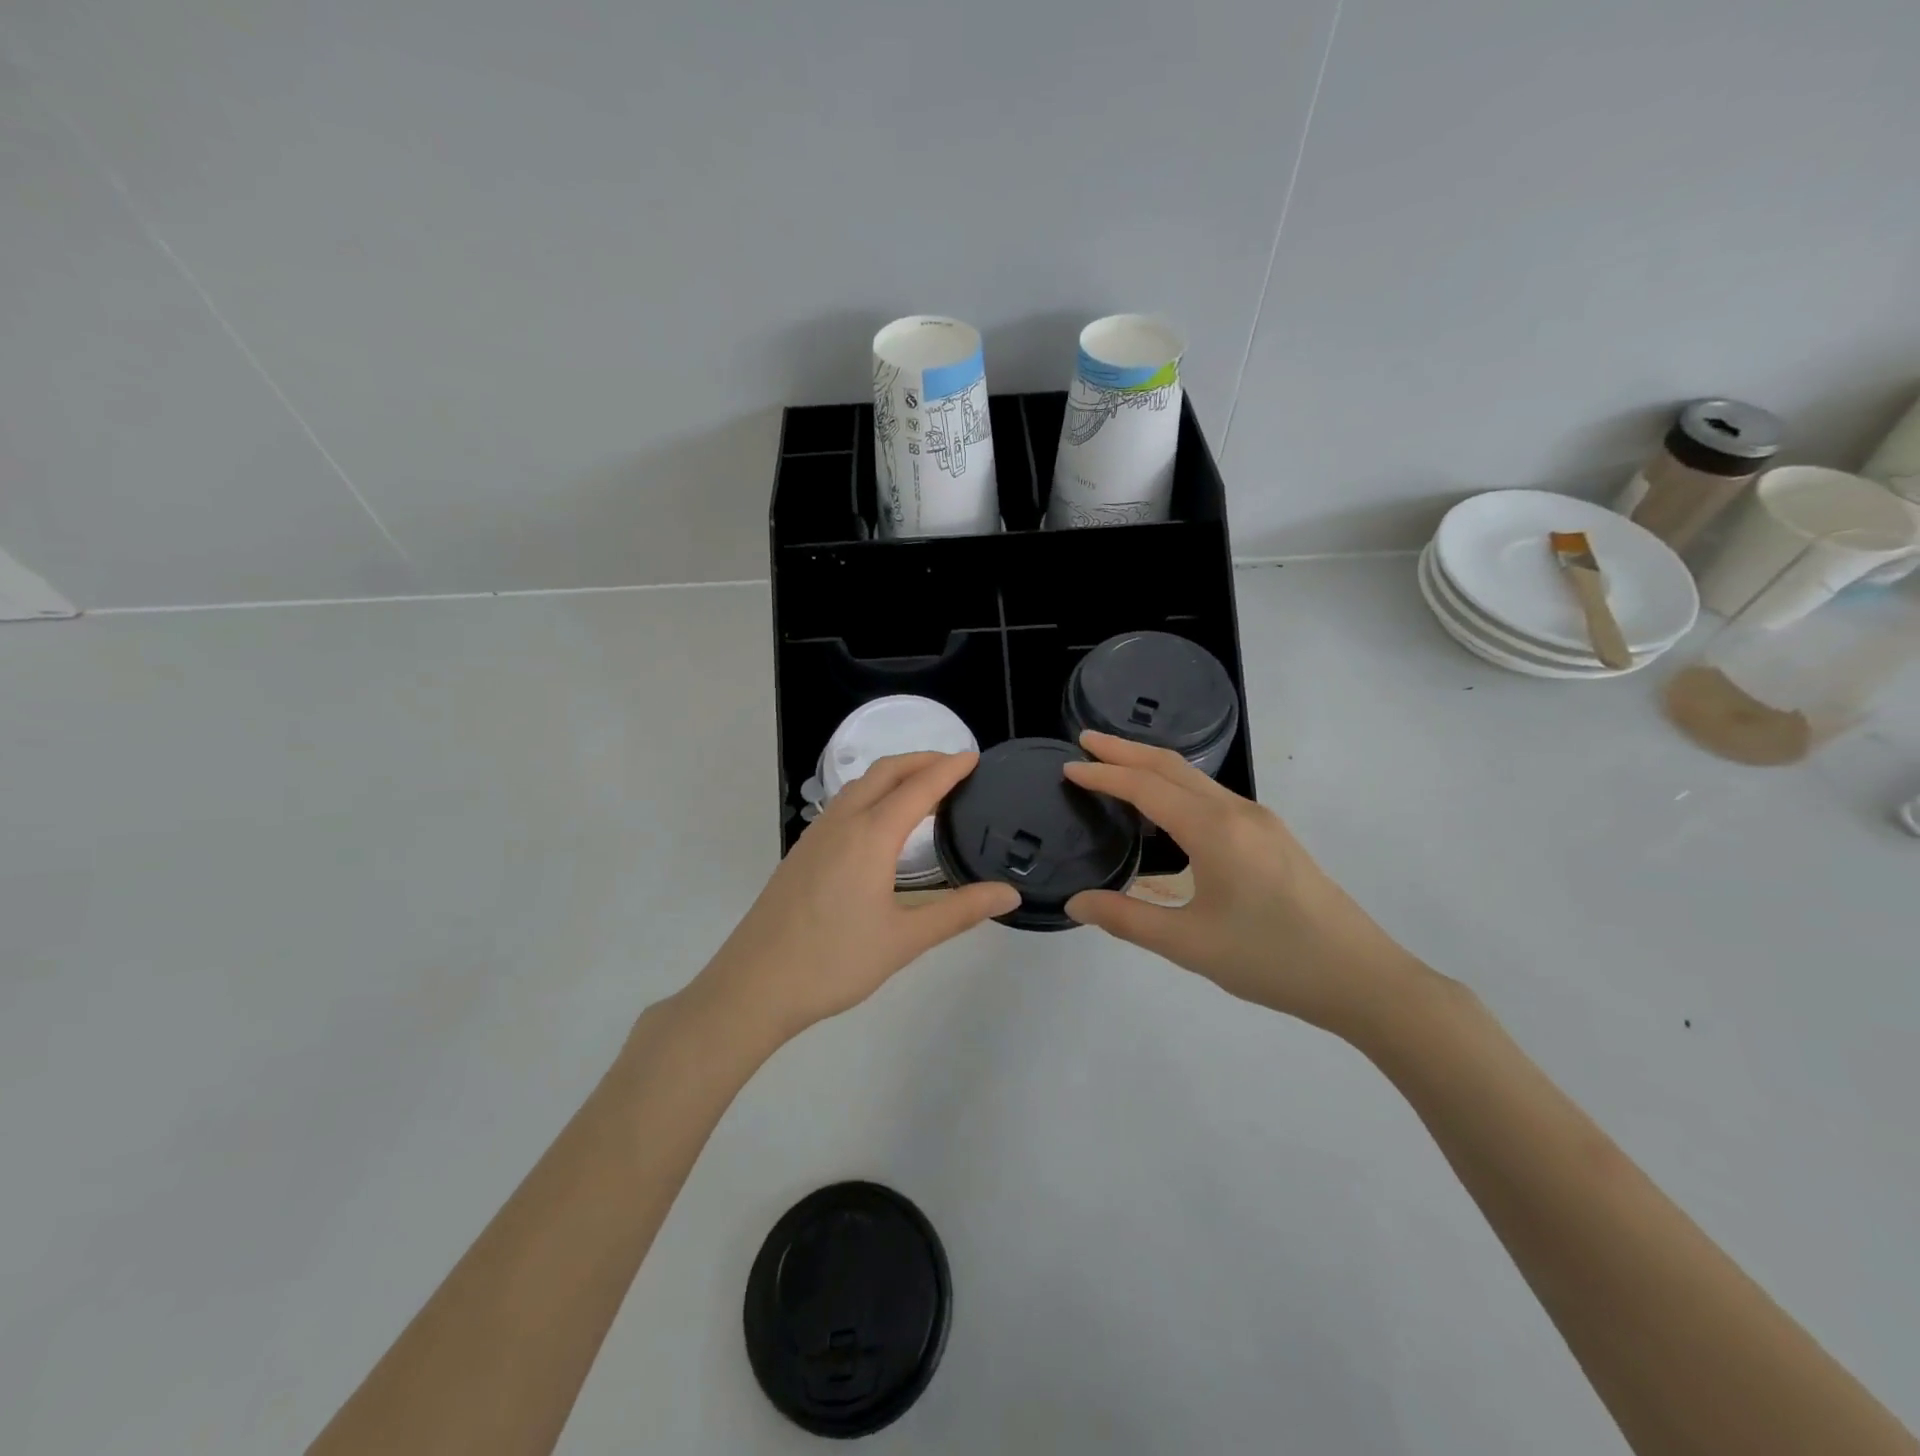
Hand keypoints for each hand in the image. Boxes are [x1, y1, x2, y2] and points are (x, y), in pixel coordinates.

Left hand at [691, 752, 1018, 1042]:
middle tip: (954, 767)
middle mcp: (842, 823)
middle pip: (885, 772)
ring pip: (860, 786)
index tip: (974, 758)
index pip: (919, 787)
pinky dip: (872, 794)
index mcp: (870, 836)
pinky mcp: (802, 852)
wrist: (755, 985)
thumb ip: (959, 912)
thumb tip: (1009, 894)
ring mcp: (816, 835)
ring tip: (923, 790)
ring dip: (894, 776)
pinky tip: (880, 824)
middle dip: (921, 760)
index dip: (949, 769)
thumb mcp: (905, 939)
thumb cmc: (834, 962)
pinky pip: (844, 804)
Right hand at [1063, 732, 1432, 1034]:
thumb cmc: (1271, 959)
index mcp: (1214, 830)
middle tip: (1085, 741)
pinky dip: (1176, 786)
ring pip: (1195, 778)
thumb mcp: (1189, 944)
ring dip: (1152, 766)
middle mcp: (1237, 811)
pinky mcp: (1272, 836)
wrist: (1362, 978)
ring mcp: (1260, 821)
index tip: (1068, 766)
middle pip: (1171, 767)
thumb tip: (1076, 903)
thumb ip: (1126, 920)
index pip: (1146, 787)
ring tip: (1115, 765)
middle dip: (1126, 749)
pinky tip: (1165, 807)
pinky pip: (1212, 795)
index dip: (1104, 774)